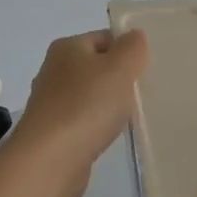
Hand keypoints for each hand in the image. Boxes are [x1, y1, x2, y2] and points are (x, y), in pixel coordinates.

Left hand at [7, 29, 148, 196]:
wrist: (49, 160)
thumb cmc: (86, 106)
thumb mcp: (119, 68)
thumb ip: (132, 48)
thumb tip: (134, 36)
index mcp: (67, 48)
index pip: (105, 38)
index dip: (128, 50)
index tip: (146, 70)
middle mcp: (54, 70)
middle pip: (97, 67)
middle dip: (120, 79)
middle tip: (143, 93)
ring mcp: (51, 103)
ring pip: (90, 95)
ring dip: (109, 104)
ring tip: (129, 117)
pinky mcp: (52, 132)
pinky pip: (83, 121)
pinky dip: (97, 126)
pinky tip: (108, 136)